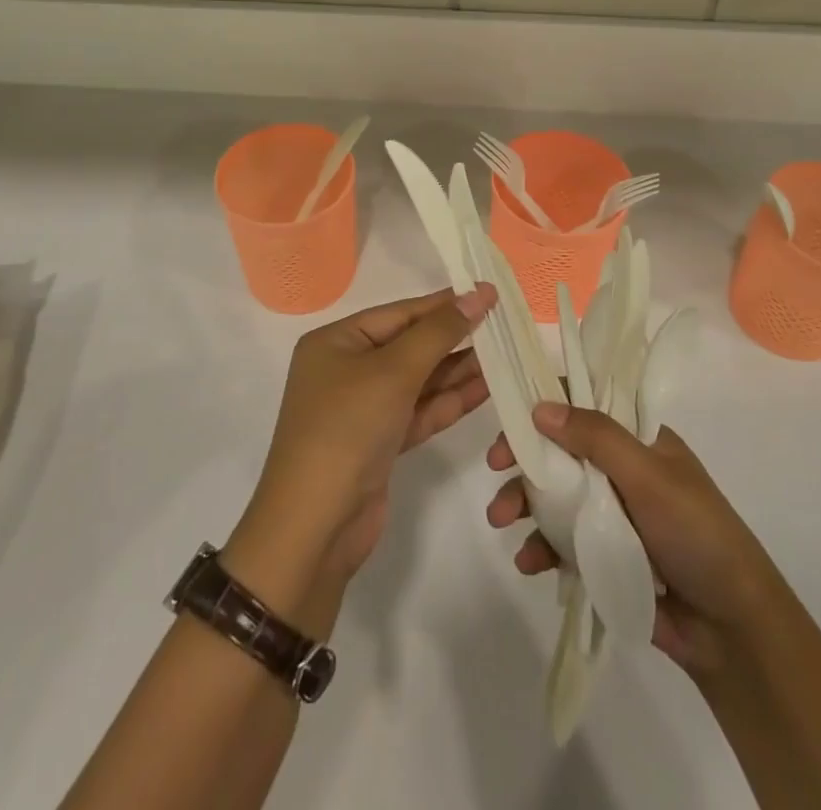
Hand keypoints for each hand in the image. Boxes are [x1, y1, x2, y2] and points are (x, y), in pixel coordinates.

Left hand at [227, 286, 497, 620]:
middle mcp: (346, 369)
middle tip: (503, 327)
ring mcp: (363, 409)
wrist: (315, 527)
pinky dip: (448, 402)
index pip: (399, 313)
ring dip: (457, 371)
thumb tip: (478, 295)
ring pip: (418, 380)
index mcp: (336, 342)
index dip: (444, 304)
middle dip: (454, 338)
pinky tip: (485, 390)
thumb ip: (439, 332)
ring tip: (504, 356)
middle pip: (409, 345)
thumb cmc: (347, 428)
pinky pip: (418, 411)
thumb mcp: (393, 371)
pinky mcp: (379, 443)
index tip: (488, 294)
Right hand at [486, 402, 776, 680]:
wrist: (733, 632)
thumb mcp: (649, 476)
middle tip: (494, 466)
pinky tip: (529, 562)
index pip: (585, 404)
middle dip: (524, 458)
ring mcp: (612, 514)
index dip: (546, 405)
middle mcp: (622, 470)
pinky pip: (562, 542)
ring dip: (523, 504)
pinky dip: (541, 548)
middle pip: (560, 450)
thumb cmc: (697, 535)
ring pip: (555, 496)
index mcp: (639, 439)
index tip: (512, 416)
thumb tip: (540, 406)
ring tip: (500, 521)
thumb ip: (597, 437)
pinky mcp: (605, 557)